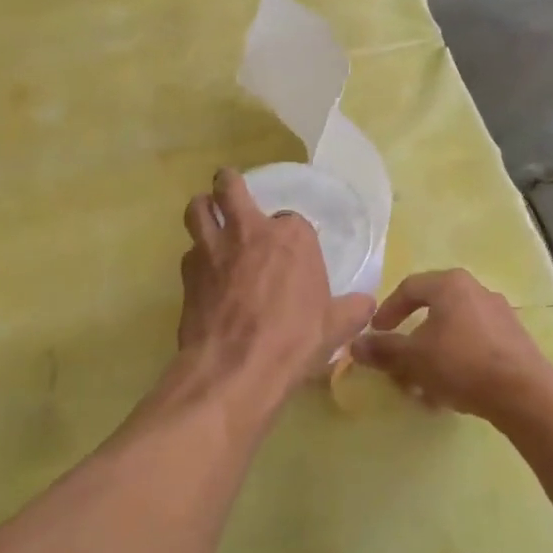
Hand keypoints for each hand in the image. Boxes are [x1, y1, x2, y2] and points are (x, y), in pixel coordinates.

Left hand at [178, 170, 374, 399]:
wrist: (235, 368)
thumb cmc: (293, 341)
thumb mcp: (336, 327)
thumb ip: (353, 309)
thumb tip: (366, 304)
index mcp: (291, 237)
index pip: (292, 219)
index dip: (290, 234)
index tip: (293, 253)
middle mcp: (249, 231)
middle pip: (230, 187)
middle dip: (228, 184)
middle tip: (229, 189)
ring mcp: (212, 248)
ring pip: (198, 209)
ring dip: (203, 208)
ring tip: (207, 216)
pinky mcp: (187, 272)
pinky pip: (188, 251)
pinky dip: (196, 256)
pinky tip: (203, 273)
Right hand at [350, 270, 552, 421]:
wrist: (523, 392)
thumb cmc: (460, 363)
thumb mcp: (413, 357)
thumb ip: (383, 349)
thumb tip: (355, 345)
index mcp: (451, 284)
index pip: (409, 288)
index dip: (387, 311)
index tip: (376, 333)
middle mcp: (476, 291)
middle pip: (433, 312)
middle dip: (411, 343)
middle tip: (398, 366)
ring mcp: (499, 315)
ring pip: (453, 333)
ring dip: (432, 358)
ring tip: (422, 388)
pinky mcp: (513, 341)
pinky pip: (474, 346)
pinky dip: (456, 364)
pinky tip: (449, 393)